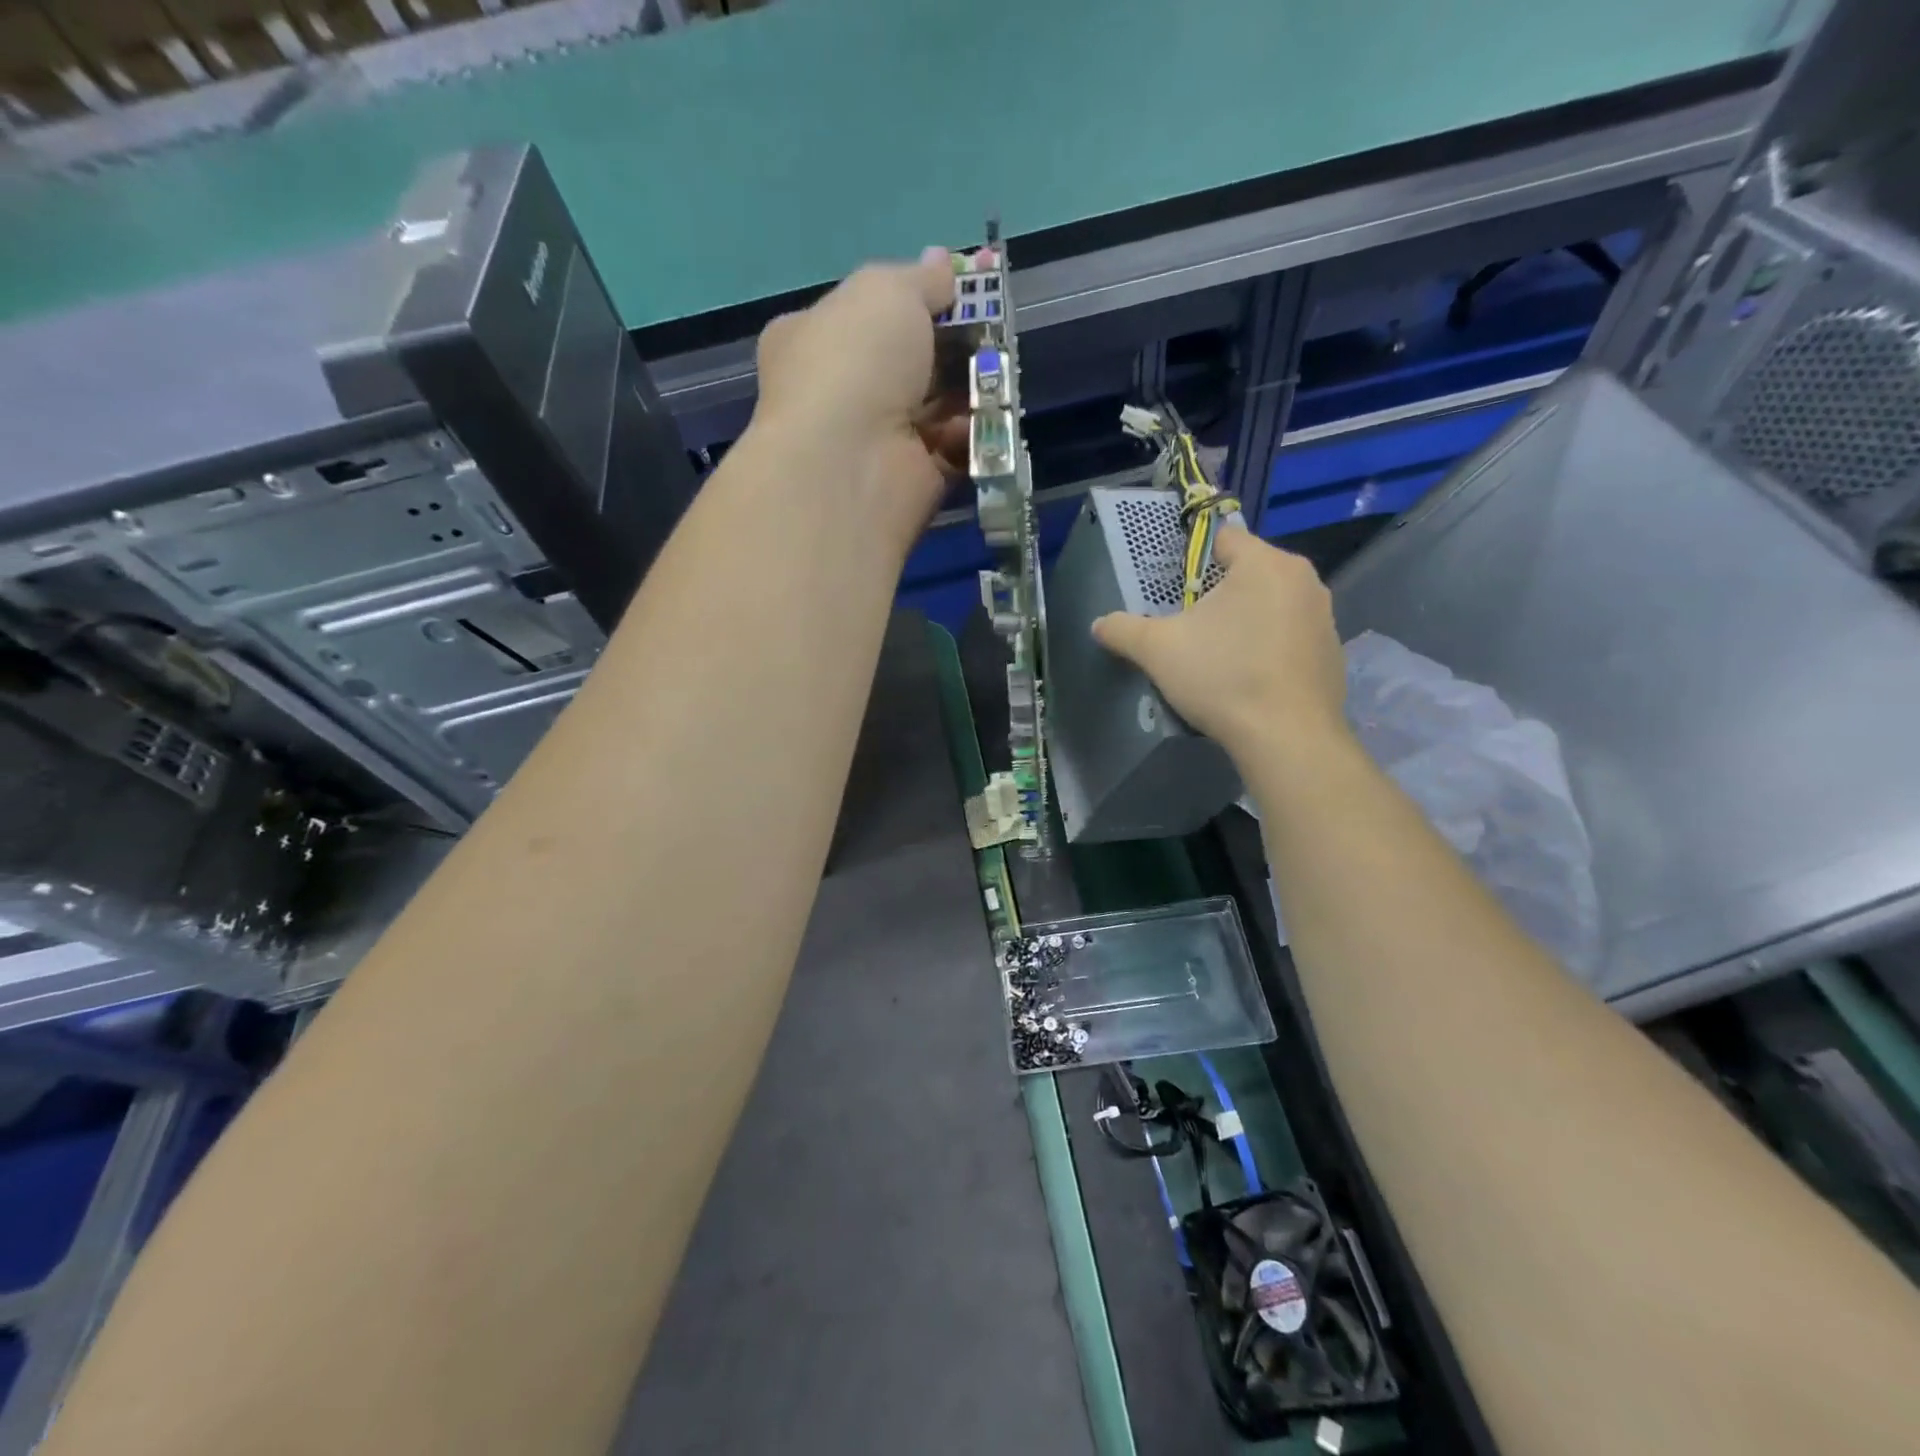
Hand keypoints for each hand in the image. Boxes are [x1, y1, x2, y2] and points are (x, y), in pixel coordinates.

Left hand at [752, 249, 967, 551]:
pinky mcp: (911, 480)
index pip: (867, 310)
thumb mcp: (886, 291)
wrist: (850, 464)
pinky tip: (987, 418)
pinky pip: (950, 449)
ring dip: (970, 387)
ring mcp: (876, 440)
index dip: (913, 295)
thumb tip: (943, 264)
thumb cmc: (855, 362)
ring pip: (935, 405)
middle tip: (991, 327)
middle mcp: (840, 391)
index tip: (959, 286)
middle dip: (952, 344)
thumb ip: (920, 280)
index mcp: (814, 338)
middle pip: (909, 360)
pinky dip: (970, 434)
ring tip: (997, 370)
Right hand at [1092, 529, 1349, 760]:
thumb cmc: (1222, 677)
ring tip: (1218, 655)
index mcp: (1264, 563)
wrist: (1287, 737)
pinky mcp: (1332, 652)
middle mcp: (1303, 579)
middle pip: (1248, 572)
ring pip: (1271, 604)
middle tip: (1189, 625)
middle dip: (1218, 593)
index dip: (1193, 558)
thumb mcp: (1158, 650)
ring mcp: (1324, 617)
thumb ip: (1123, 629)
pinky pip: (1290, 636)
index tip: (1175, 588)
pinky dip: (1269, 647)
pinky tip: (1249, 678)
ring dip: (1245, 620)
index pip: (1223, 538)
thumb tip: (1099, 624)